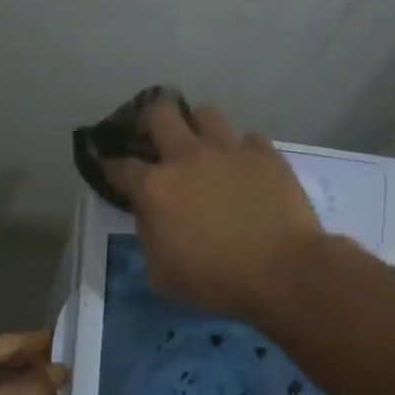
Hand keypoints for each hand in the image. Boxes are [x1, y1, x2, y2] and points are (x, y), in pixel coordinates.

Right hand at [104, 100, 323, 319]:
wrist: (283, 271)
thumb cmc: (216, 281)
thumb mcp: (162, 275)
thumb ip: (150, 240)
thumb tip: (153, 220)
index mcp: (155, 188)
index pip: (120, 166)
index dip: (112, 167)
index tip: (113, 170)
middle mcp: (187, 157)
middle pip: (159, 113)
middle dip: (152, 122)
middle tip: (157, 140)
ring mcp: (229, 150)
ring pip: (206, 114)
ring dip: (199, 129)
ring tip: (205, 149)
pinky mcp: (265, 153)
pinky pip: (248, 139)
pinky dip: (242, 151)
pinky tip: (246, 169)